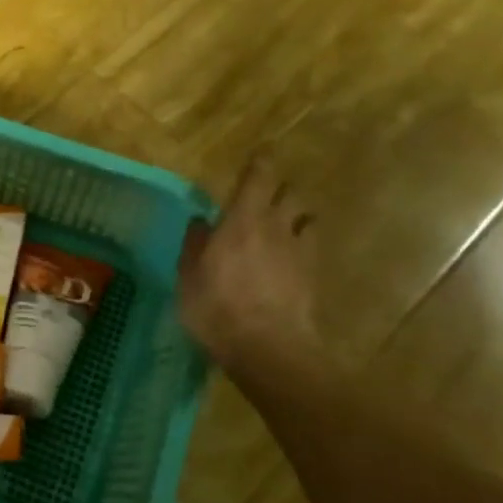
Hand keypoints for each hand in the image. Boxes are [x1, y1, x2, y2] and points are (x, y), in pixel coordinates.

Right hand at [178, 156, 325, 385]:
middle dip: (280, 188)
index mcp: (242, 220)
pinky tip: (290, 257)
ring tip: (283, 224)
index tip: (261, 153)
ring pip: (306, 217)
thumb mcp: (189, 277)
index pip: (259, 177)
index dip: (261, 162)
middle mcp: (276, 226)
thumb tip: (200, 221)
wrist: (269, 349)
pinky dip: (302, 242)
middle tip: (265, 194)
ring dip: (296, 215)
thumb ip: (195, 245)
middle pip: (289, 192)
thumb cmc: (217, 308)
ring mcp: (299, 251)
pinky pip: (311, 246)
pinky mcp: (313, 275)